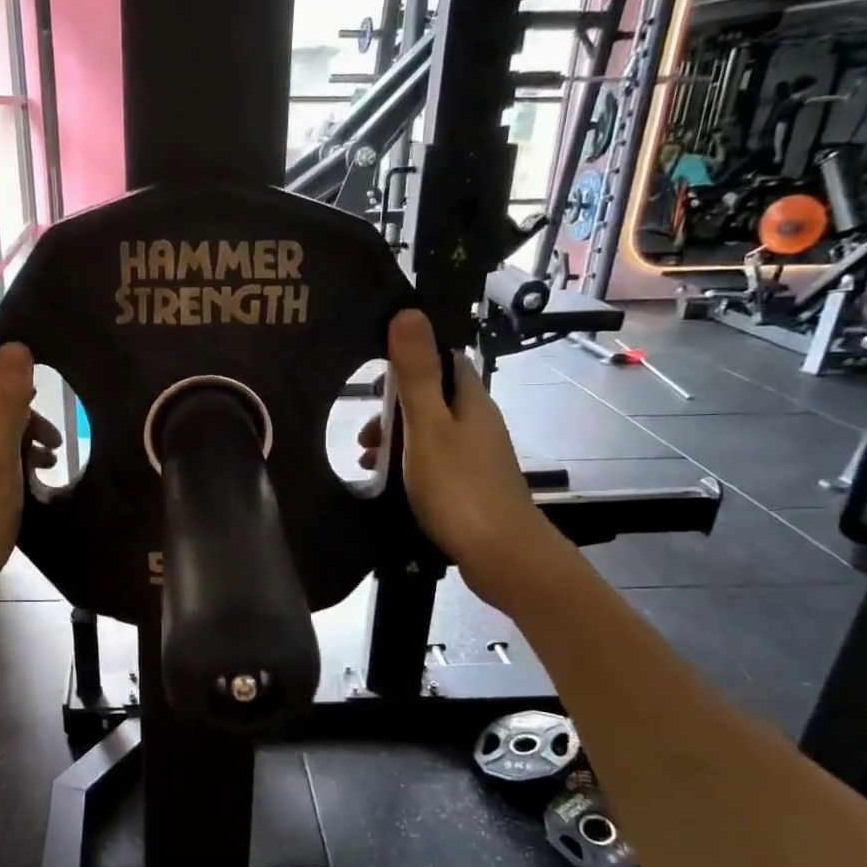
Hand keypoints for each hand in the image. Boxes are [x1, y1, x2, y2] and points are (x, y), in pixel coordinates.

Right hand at [360, 310, 566, 607]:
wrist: (502, 555)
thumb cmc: (459, 487)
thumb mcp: (427, 427)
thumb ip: (416, 374)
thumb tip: (409, 312)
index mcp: (471, 400)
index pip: (442, 360)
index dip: (408, 362)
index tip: (374, 383)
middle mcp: (478, 421)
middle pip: (432, 398)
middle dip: (393, 410)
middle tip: (364, 436)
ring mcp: (477, 455)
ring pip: (430, 432)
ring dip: (396, 440)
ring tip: (367, 463)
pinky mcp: (472, 484)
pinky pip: (434, 460)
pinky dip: (408, 465)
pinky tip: (389, 486)